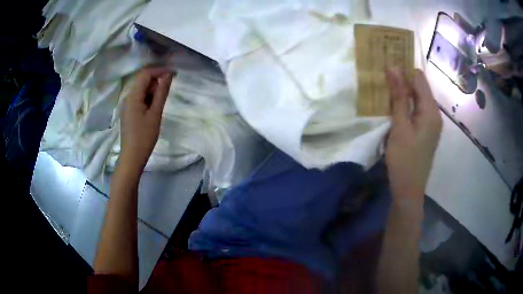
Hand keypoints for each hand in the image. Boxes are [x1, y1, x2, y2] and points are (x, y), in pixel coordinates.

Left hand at [119, 68, 173, 171]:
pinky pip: (139, 98)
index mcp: (133, 96)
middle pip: (142, 80)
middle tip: (168, 90)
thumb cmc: (144, 136)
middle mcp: (128, 97)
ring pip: (141, 89)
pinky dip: (148, 97)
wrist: (132, 157)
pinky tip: (153, 108)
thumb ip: (162, 92)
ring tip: (161, 102)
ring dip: (153, 89)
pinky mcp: (129, 111)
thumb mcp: (155, 113)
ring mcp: (127, 104)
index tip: (173, 74)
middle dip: (156, 80)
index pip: (145, 74)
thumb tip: (169, 75)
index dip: (159, 70)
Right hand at [385, 69, 441, 203]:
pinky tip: (393, 108)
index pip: (419, 78)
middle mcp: (434, 114)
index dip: (404, 69)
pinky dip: (405, 106)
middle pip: (419, 88)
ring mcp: (431, 123)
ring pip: (417, 99)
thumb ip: (399, 96)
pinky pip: (416, 111)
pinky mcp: (426, 131)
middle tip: (382, 76)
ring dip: (402, 94)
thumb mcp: (400, 126)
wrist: (409, 190)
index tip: (386, 65)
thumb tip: (393, 67)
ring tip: (384, 89)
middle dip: (402, 81)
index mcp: (431, 111)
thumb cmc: (404, 160)